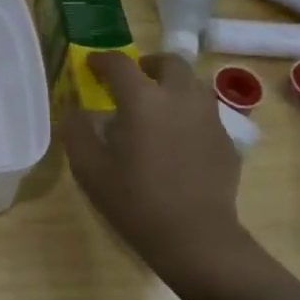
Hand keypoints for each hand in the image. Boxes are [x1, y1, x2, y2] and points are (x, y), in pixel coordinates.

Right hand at [59, 52, 248, 291]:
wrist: (196, 239)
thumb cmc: (135, 201)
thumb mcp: (89, 168)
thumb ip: (76, 131)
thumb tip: (73, 110)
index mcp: (142, 99)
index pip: (119, 63)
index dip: (101, 60)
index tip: (90, 65)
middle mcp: (179, 97)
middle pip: (169, 62)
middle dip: (148, 65)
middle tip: (132, 82)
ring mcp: (208, 117)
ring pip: (192, 83)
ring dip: (172, 85)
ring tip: (156, 107)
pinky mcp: (226, 139)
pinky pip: (205, 112)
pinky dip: (188, 113)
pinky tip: (177, 138)